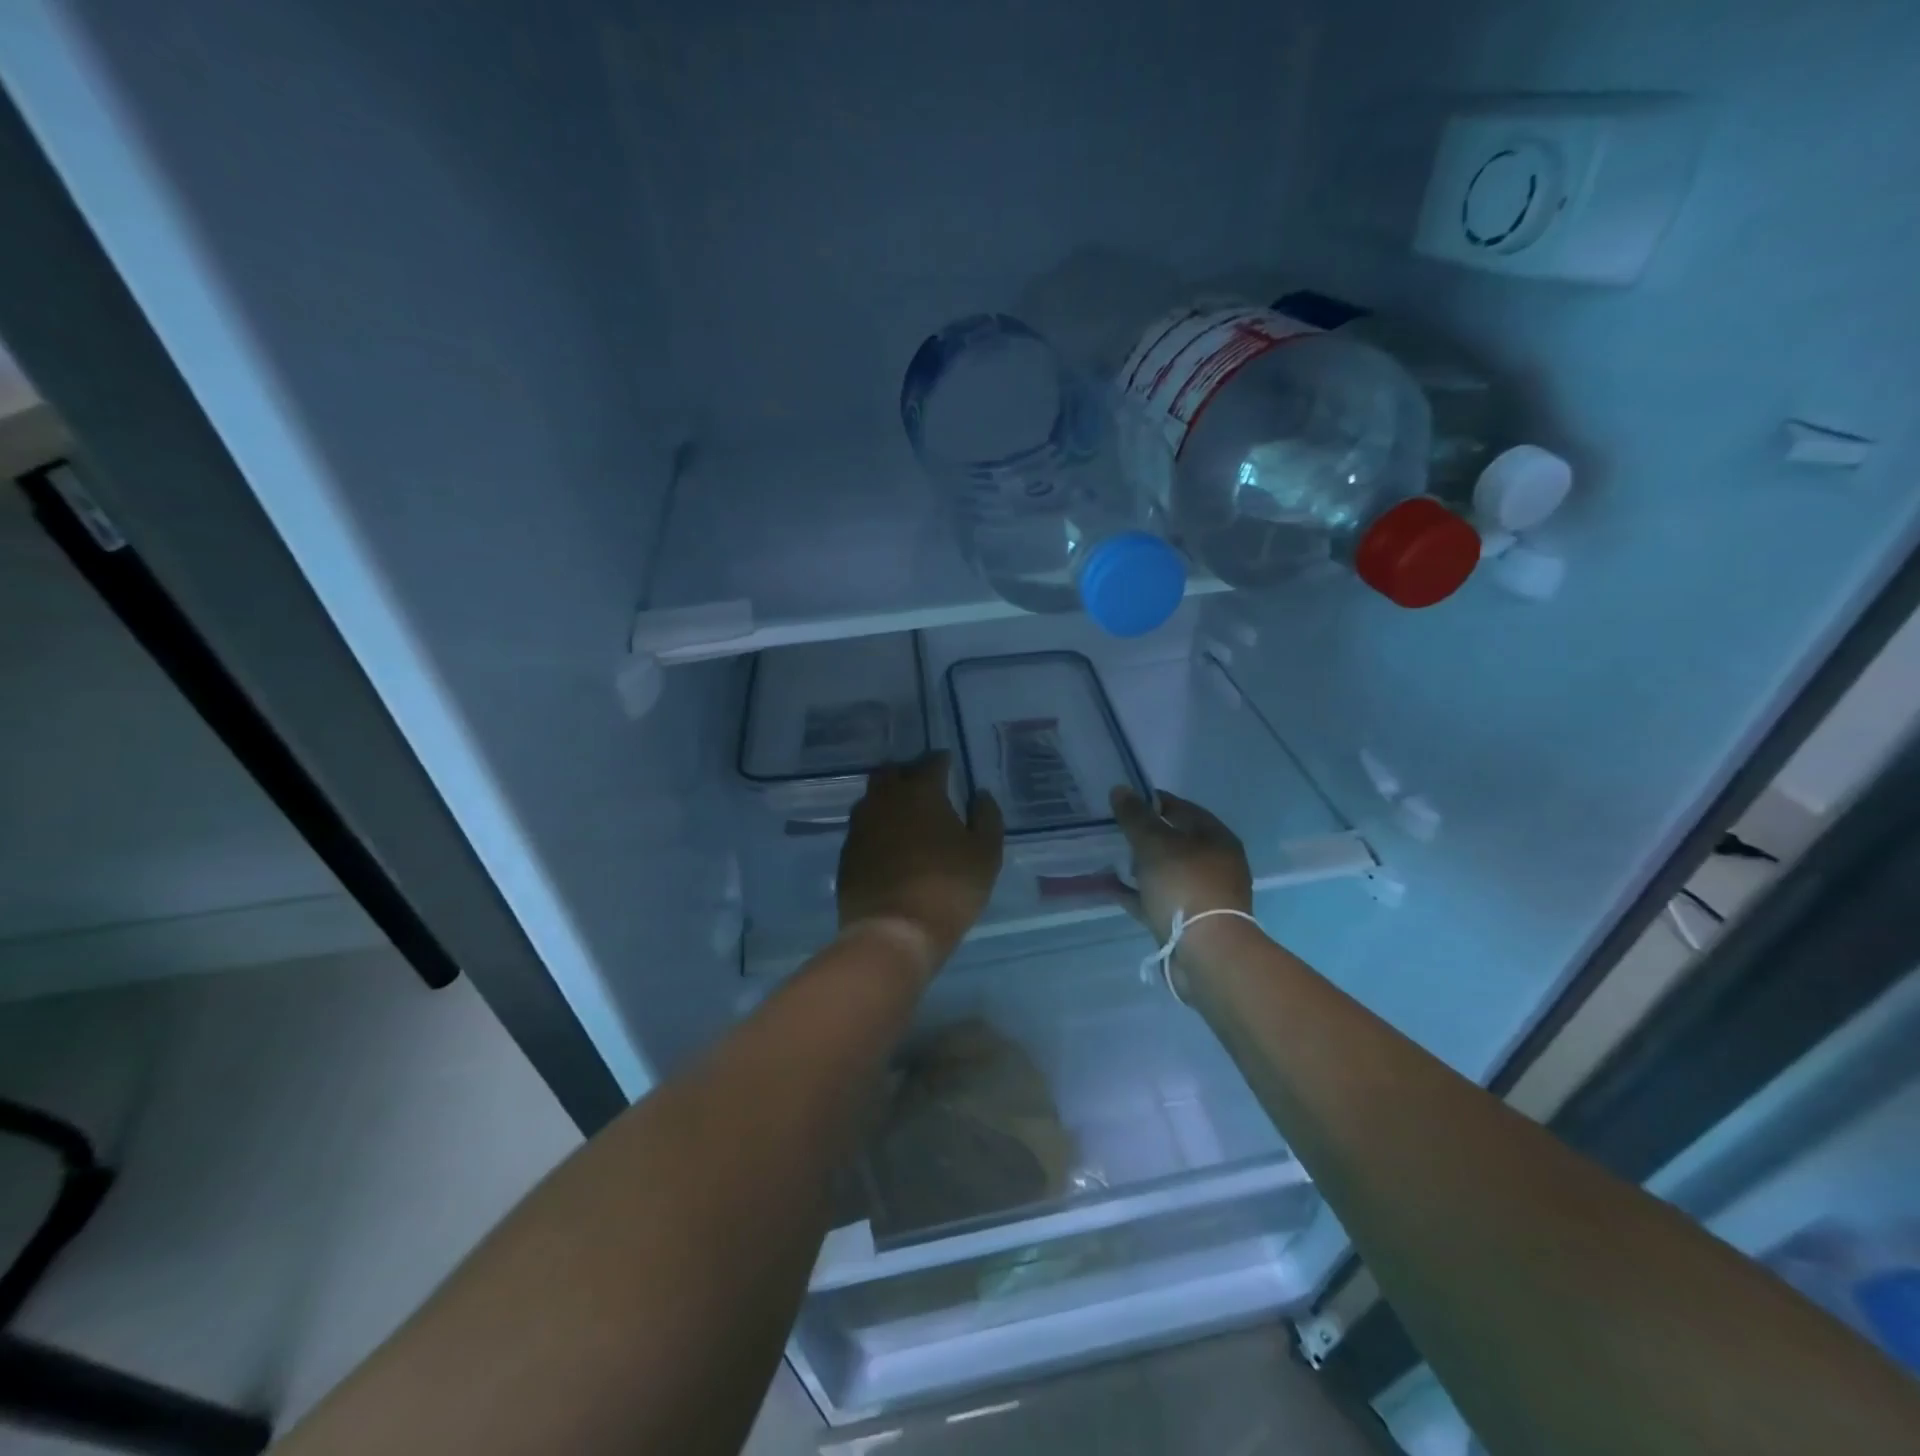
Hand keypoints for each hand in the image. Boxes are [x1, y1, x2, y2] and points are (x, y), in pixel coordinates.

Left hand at [838, 751, 1003, 973]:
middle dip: (907, 772)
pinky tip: (887, 844)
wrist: (894, 931)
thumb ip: (986, 817)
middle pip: (891, 772)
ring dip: (887, 799)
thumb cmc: (949, 887)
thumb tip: (979, 795)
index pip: (931, 762)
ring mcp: (860, 826)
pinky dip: (876, 828)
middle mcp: (884, 800)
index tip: (949, 764)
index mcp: (920, 791)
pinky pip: (862, 828)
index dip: (942, 761)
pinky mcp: (846, 853)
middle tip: (923, 785)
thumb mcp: (986, 854)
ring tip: (904, 814)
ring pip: (872, 799)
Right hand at [1109, 787, 1254, 957]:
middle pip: (1174, 841)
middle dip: (1144, 836)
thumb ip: (1135, 817)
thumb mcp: (1155, 844)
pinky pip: (1157, 899)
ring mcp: (1202, 894)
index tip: (1122, 802)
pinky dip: (1136, 893)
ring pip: (1165, 872)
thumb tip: (1120, 789)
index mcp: (1216, 838)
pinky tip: (1110, 888)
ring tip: (1109, 857)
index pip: (1181, 808)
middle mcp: (1215, 863)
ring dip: (1139, 866)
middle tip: (1112, 830)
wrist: (1206, 952)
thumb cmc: (1185, 886)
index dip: (1151, 802)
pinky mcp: (1188, 921)